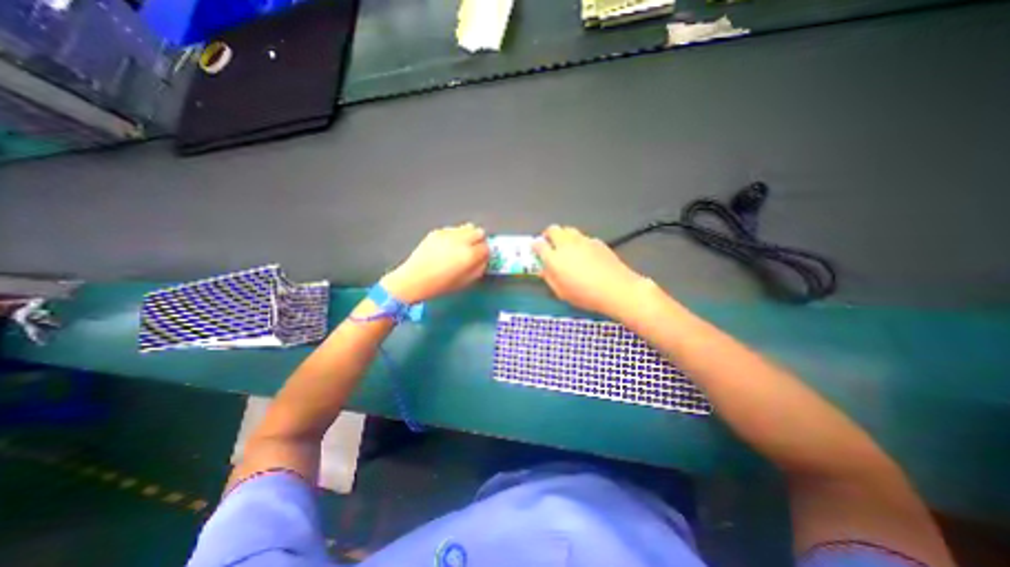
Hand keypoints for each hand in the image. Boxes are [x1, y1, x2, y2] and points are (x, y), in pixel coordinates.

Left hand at [380, 222, 490, 304]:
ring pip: (467, 227)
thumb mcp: (466, 282)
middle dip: (479, 240)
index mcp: (469, 255)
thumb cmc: (441, 285)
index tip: (481, 258)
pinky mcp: (437, 231)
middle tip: (473, 250)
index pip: (486, 247)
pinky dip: (455, 236)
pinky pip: (453, 229)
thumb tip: (484, 259)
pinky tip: (447, 246)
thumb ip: (479, 268)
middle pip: (479, 232)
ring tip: (461, 246)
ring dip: (468, 236)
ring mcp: (448, 233)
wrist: (414, 279)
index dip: (485, 253)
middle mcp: (461, 240)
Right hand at [537, 226, 645, 318]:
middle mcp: (566, 245)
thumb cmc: (585, 295)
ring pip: (568, 229)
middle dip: (548, 235)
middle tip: (549, 244)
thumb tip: (543, 269)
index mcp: (554, 258)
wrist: (615, 288)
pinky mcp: (596, 241)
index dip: (535, 246)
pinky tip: (584, 253)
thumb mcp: (561, 292)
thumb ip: (549, 278)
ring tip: (566, 246)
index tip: (535, 250)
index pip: (538, 245)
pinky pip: (582, 237)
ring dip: (563, 235)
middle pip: (553, 230)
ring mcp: (582, 240)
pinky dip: (579, 241)